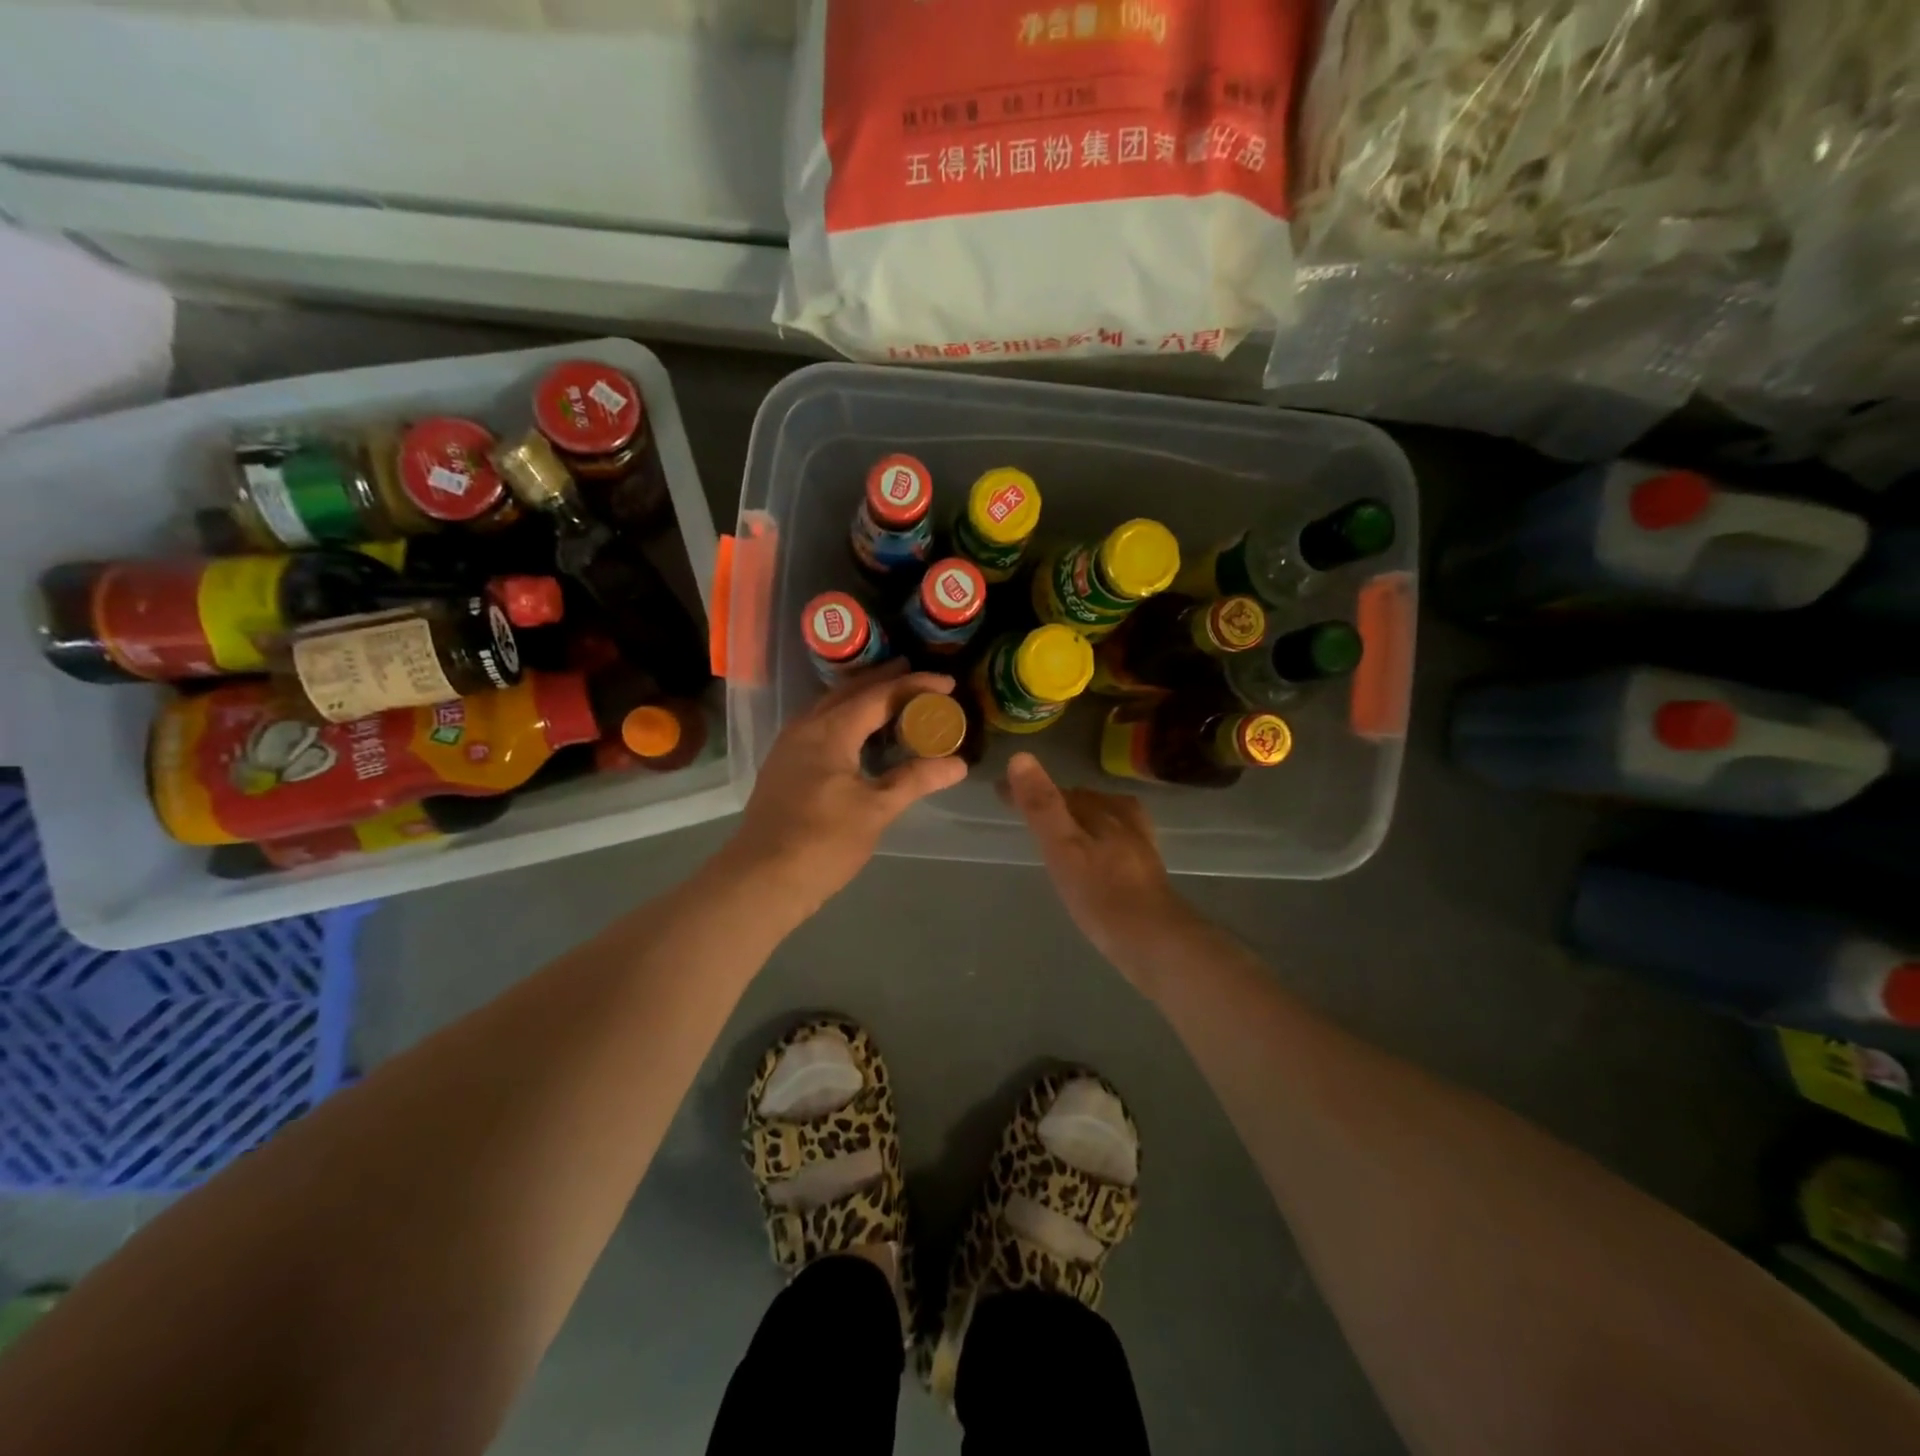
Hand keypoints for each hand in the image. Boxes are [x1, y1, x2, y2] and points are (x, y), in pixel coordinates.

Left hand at [728, 660, 967, 915]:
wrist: (760, 880)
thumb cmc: (822, 842)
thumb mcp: (876, 810)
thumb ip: (915, 780)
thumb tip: (958, 763)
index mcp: (830, 730)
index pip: (879, 695)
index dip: (915, 685)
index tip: (948, 684)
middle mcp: (805, 727)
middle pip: (850, 692)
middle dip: (885, 680)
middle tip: (919, 677)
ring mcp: (789, 746)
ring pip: (830, 707)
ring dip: (862, 698)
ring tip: (892, 699)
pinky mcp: (783, 766)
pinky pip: (819, 726)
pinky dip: (846, 719)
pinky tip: (858, 735)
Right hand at [1003, 751, 1195, 979]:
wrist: (1156, 942)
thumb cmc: (1102, 895)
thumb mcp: (1063, 848)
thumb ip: (1042, 806)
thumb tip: (1020, 757)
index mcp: (1103, 810)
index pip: (1058, 791)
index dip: (1027, 790)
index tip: (999, 792)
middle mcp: (1124, 820)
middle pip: (1083, 801)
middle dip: (1054, 800)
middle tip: (1025, 808)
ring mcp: (1139, 846)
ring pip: (1103, 818)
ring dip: (1078, 816)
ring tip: (1059, 826)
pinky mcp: (1146, 872)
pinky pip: (1116, 841)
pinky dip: (1098, 838)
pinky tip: (1095, 856)